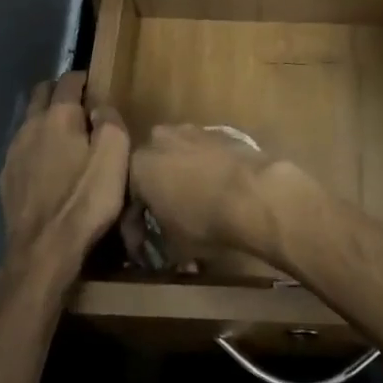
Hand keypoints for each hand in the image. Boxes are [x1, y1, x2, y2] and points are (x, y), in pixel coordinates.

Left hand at [0, 71, 128, 287]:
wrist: (43, 252)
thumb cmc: (85, 200)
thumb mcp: (115, 156)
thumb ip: (111, 122)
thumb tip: (100, 108)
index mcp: (58, 116)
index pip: (68, 80)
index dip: (83, 78)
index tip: (95, 86)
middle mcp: (30, 126)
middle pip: (41, 93)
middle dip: (59, 92)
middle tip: (79, 107)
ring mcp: (13, 153)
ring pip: (28, 121)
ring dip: (45, 121)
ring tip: (65, 139)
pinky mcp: (5, 179)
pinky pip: (21, 149)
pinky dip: (35, 147)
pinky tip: (47, 168)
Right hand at [129, 124, 304, 258]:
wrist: (253, 192)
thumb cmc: (204, 220)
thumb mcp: (173, 245)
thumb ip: (159, 243)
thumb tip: (161, 250)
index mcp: (138, 166)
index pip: (128, 202)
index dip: (134, 231)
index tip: (143, 251)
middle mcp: (159, 139)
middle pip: (151, 172)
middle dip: (156, 197)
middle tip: (165, 223)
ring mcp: (190, 130)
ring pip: (177, 158)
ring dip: (180, 180)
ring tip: (192, 206)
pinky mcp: (218, 131)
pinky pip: (202, 153)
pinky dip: (203, 170)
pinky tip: (213, 190)